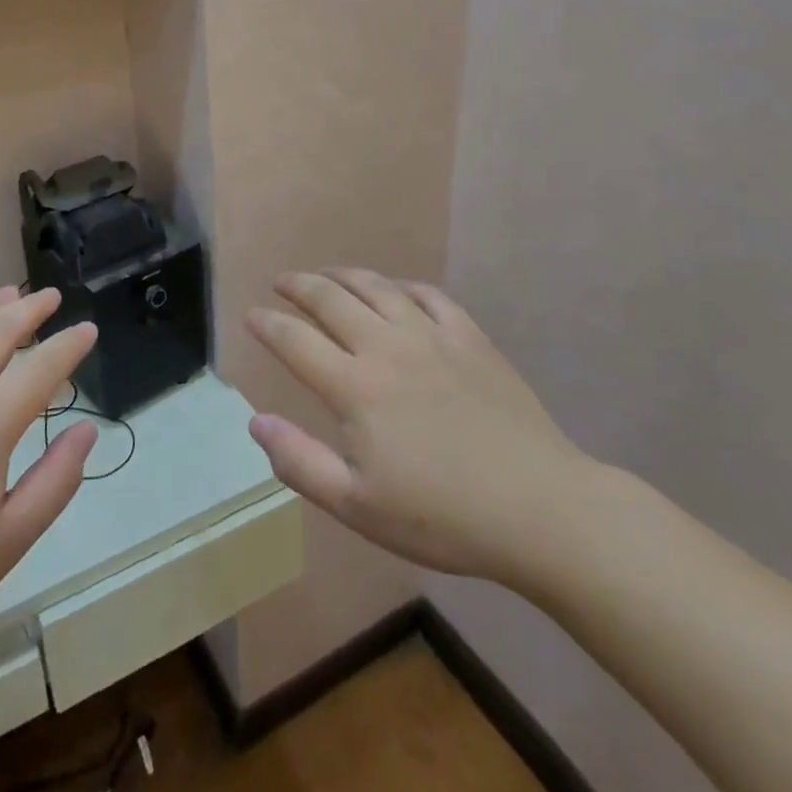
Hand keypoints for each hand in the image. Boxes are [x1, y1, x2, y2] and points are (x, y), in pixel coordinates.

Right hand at [246, 269, 601, 596]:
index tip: (252, 315)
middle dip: (299, 286)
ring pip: (376, 288)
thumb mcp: (358, 507)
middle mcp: (386, 347)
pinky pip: (428, 296)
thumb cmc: (443, 517)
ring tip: (327, 274)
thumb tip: (256, 422)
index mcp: (355, 387)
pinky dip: (402, 287)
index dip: (268, 324)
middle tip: (282, 282)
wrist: (539, 508)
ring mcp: (432, 336)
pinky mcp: (470, 337)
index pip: (296, 341)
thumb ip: (300, 462)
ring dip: (343, 275)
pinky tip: (396, 291)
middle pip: (331, 300)